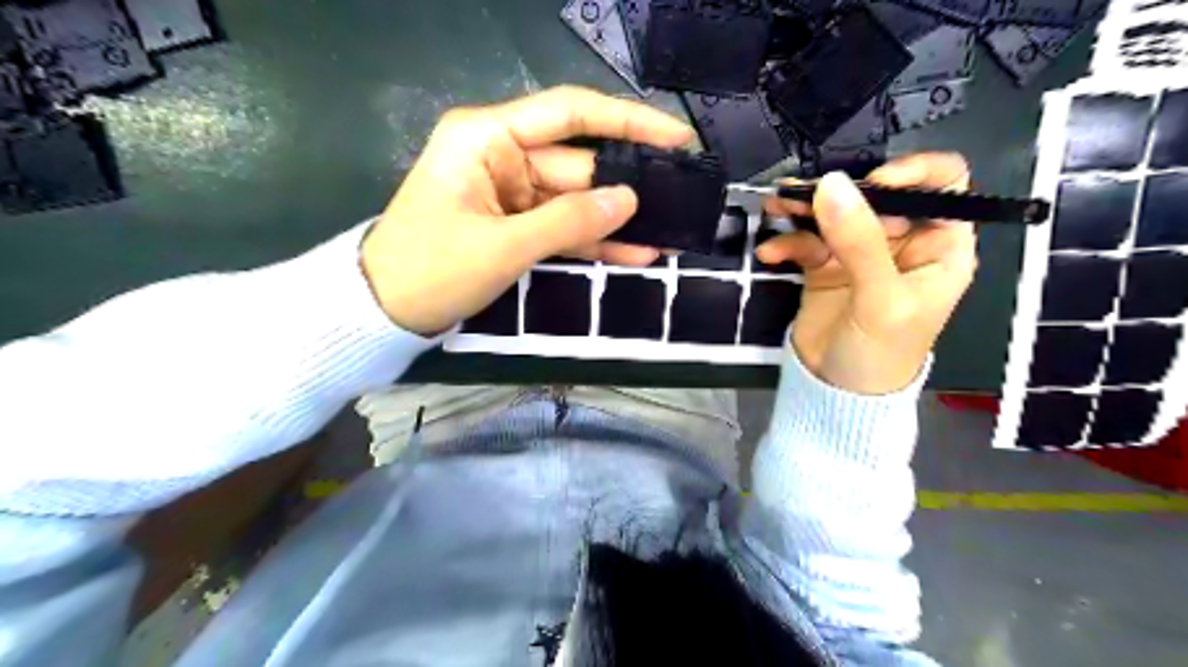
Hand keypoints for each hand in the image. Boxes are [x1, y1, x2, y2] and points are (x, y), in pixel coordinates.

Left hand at [361, 87, 697, 336]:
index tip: (675, 137)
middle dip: (628, 184)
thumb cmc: (431, 270)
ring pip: (576, 199)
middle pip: (579, 162)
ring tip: (669, 233)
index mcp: (488, 138)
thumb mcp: (503, 246)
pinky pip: (562, 227)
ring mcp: (510, 192)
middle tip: (682, 200)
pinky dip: (593, 241)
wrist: (383, 312)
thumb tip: (628, 200)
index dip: (628, 121)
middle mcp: (502, 155)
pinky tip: (635, 253)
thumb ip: (569, 221)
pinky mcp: (514, 224)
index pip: (570, 113)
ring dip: (616, 220)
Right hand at [757, 153, 979, 396]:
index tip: (872, 182)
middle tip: (800, 193)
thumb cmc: (882, 352)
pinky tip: (770, 254)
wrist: (837, 393)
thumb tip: (831, 183)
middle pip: (875, 194)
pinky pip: (806, 241)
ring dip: (803, 208)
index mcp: (938, 245)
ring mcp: (859, 252)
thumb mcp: (880, 299)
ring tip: (775, 206)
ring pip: (835, 213)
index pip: (943, 185)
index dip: (913, 172)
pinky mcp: (825, 266)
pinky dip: (786, 243)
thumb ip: (859, 242)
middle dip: (838, 191)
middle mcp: (901, 241)